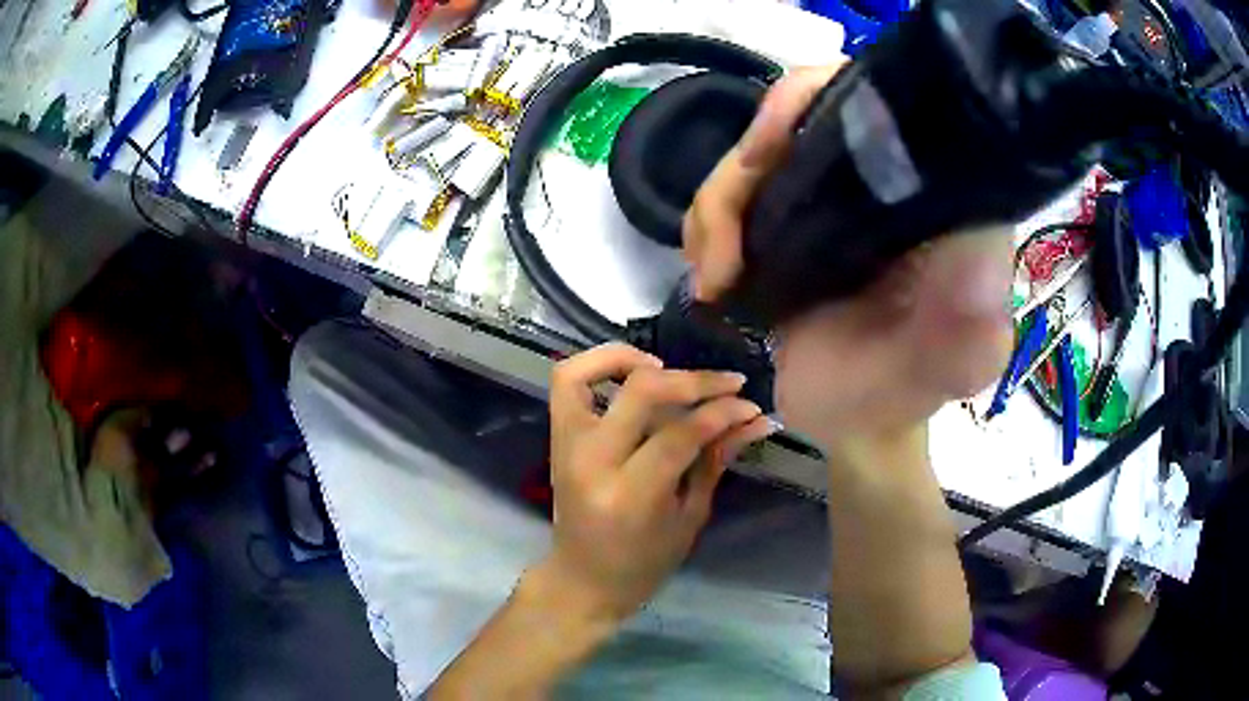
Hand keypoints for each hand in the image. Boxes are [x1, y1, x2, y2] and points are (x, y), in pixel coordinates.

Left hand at [540, 343, 772, 621]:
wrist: (582, 580)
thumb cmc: (642, 564)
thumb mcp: (689, 518)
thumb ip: (715, 461)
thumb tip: (753, 420)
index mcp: (630, 496)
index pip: (680, 434)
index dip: (721, 413)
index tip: (750, 408)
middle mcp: (592, 463)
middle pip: (641, 392)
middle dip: (694, 381)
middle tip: (728, 384)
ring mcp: (566, 447)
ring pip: (586, 374)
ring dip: (630, 357)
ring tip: (670, 365)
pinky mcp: (557, 438)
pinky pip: (567, 383)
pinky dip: (598, 365)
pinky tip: (635, 373)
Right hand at [684, 64, 1013, 454]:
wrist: (848, 422)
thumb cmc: (902, 396)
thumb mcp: (947, 369)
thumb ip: (969, 327)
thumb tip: (974, 250)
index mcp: (932, 193)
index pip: (880, 97)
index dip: (815, 97)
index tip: (770, 150)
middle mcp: (884, 176)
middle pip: (797, 111)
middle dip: (749, 163)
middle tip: (726, 242)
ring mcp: (829, 191)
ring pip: (753, 151)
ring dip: (717, 204)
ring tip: (716, 277)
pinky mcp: (787, 217)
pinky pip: (731, 190)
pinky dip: (705, 223)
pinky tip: (712, 275)